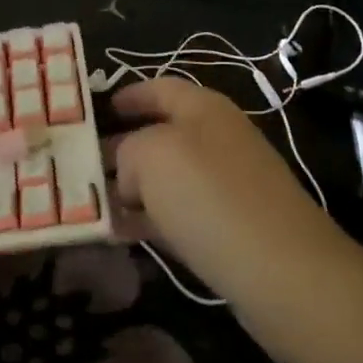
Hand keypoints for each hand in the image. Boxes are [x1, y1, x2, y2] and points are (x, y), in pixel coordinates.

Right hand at [108, 79, 347, 338]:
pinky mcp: (229, 229)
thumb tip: (130, 174)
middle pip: (160, 135)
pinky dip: (147, 221)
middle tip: (78, 163)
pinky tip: (116, 235)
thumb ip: (128, 150)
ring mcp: (227, 187)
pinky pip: (178, 216)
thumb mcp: (152, 156)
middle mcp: (218, 141)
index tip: (92, 110)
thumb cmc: (212, 198)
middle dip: (120, 147)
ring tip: (87, 203)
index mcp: (204, 110)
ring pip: (166, 180)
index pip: (159, 88)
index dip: (127, 95)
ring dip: (129, 190)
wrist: (284, 274)